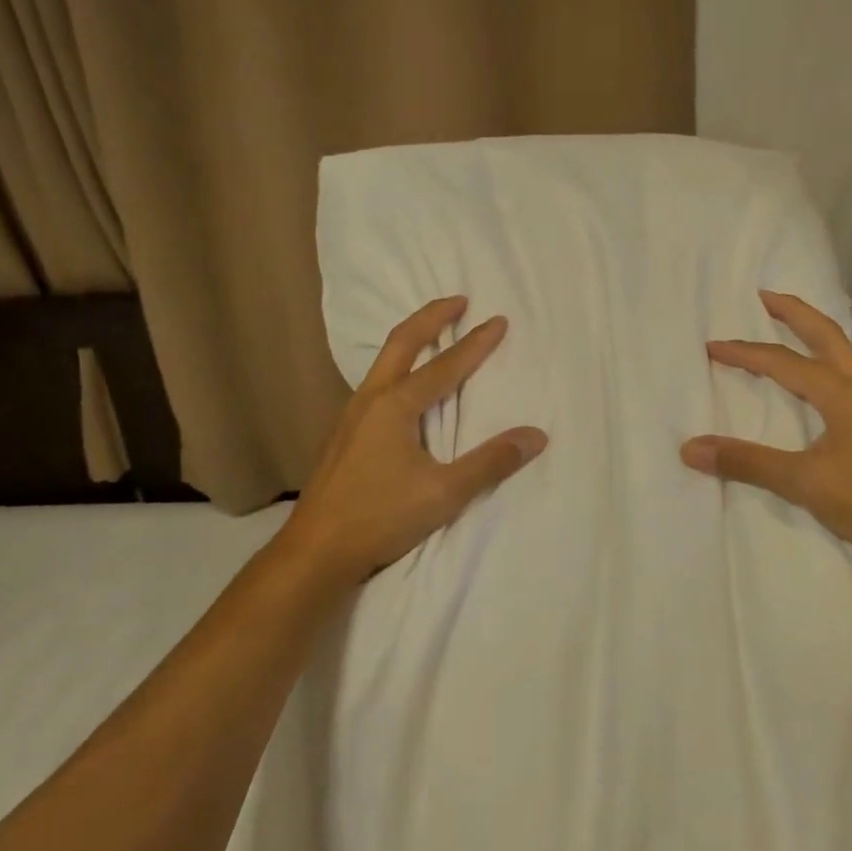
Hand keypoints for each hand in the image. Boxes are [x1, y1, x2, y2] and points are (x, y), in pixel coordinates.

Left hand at [282, 296, 547, 586]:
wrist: (315, 550)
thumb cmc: (380, 517)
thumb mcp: (443, 493)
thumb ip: (490, 463)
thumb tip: (536, 435)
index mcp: (395, 405)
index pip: (444, 366)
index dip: (475, 343)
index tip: (498, 320)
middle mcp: (371, 399)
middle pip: (401, 342)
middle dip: (431, 317)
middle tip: (458, 300)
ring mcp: (351, 414)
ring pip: (383, 361)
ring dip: (411, 338)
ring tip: (433, 333)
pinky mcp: (344, 433)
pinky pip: (375, 382)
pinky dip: (397, 365)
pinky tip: (403, 386)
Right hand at [680, 290, 851, 569]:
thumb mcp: (803, 481)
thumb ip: (747, 462)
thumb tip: (690, 448)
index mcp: (839, 392)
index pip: (782, 361)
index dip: (744, 352)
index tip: (710, 347)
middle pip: (825, 335)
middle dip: (793, 312)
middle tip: (763, 297)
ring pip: (838, 354)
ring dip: (810, 334)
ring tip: (785, 328)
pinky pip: (841, 379)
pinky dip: (820, 364)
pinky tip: (810, 384)